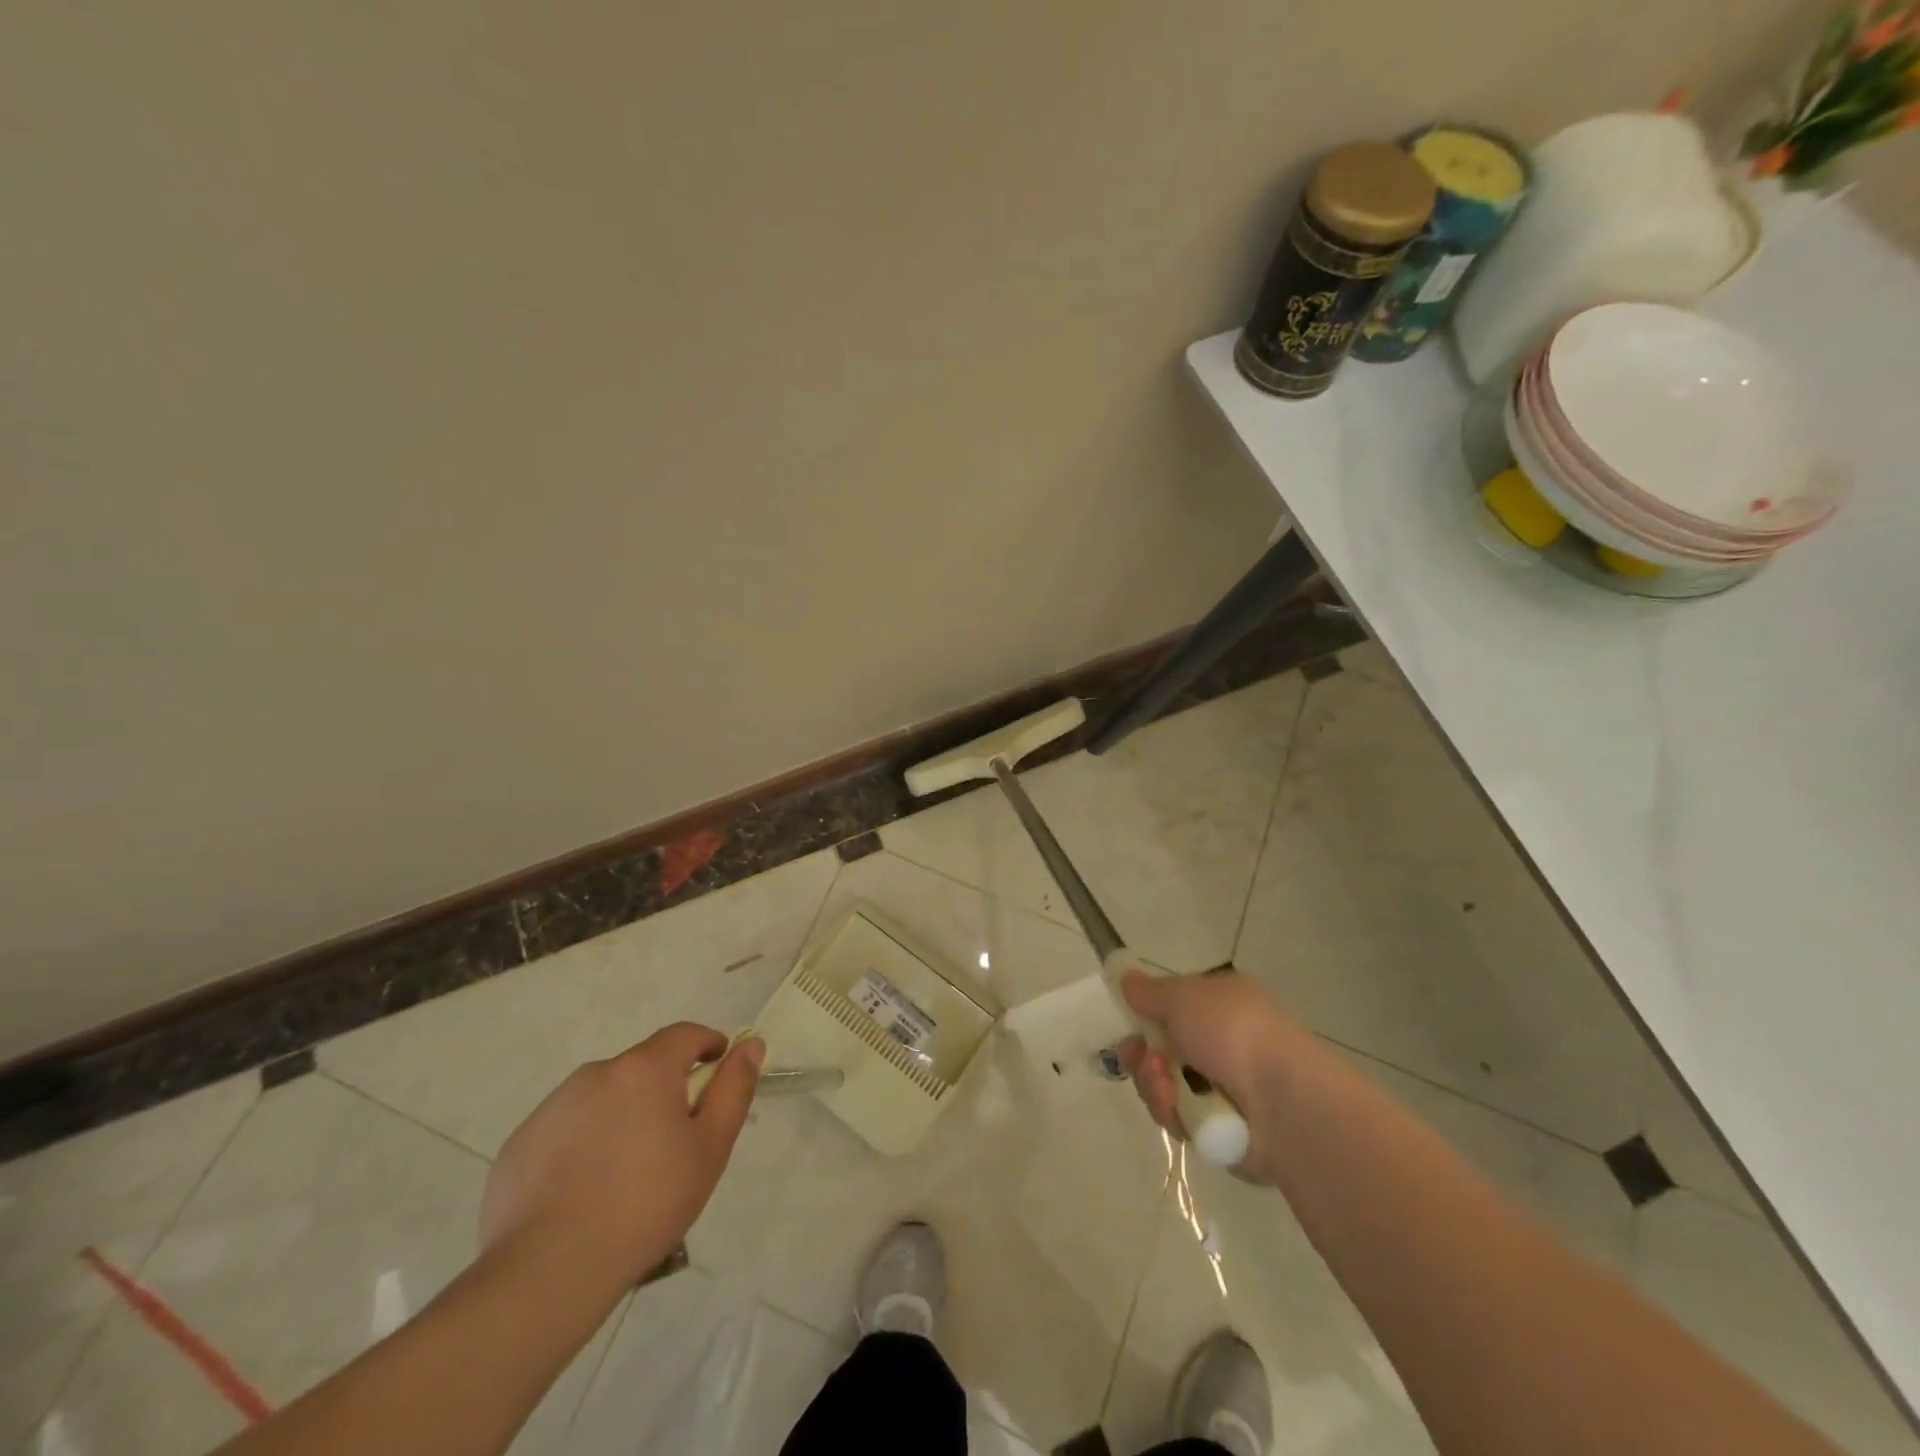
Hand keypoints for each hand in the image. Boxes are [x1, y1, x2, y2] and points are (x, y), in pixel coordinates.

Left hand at [478, 1023, 763, 1292]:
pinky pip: (565, 1132)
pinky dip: (582, 1148)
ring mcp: (552, 1108)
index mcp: (644, 1069)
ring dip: (621, 1118)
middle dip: (663, 1092)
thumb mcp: (710, 1148)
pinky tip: (584, 1194)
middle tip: (673, 1143)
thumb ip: (734, 1089)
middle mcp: (596, 1074)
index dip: (708, 1046)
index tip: (717, 1071)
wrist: (546, 1272)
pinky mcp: (519, 1145)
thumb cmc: (645, 1204)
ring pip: (602, 1099)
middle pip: (642, 1069)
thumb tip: (750, 1044)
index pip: (685, 1035)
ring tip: (626, 1177)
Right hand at [1119, 968, 1300, 1185]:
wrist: (1282, 1103)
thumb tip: (1126, 977)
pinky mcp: (1219, 1127)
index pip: (1173, 1007)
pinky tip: (1180, 1110)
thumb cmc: (1232, 1032)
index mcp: (1220, 1004)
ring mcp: (1222, 1087)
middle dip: (1143, 1054)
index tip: (1127, 1021)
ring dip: (1154, 1083)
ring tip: (1167, 1087)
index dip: (1147, 1014)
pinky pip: (1177, 1117)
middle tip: (1142, 1058)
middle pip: (1161, 1048)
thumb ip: (1149, 991)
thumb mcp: (1182, 997)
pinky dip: (1172, 1112)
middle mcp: (1222, 1043)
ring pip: (1163, 1083)